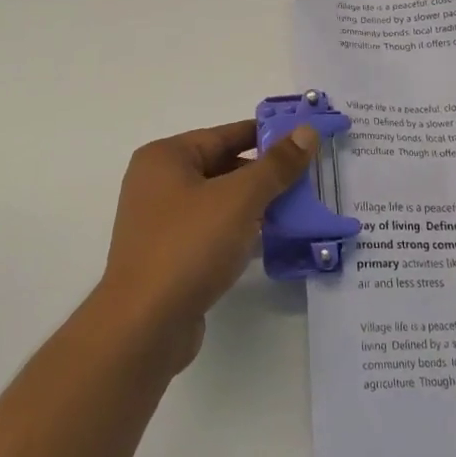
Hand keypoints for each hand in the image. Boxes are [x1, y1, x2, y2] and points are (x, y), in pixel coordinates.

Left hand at [96, 120, 315, 368]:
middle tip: (311, 176)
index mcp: (165, 157)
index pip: (225, 134)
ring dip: (256, 204)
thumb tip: (306, 131)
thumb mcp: (239, 199)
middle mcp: (157, 183)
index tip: (306, 137)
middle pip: (221, 166)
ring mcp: (161, 221)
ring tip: (301, 207)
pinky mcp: (169, 255)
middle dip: (265, 173)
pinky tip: (272, 240)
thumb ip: (276, 165)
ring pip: (219, 201)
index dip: (267, 135)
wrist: (145, 325)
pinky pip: (212, 230)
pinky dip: (240, 231)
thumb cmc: (189, 246)